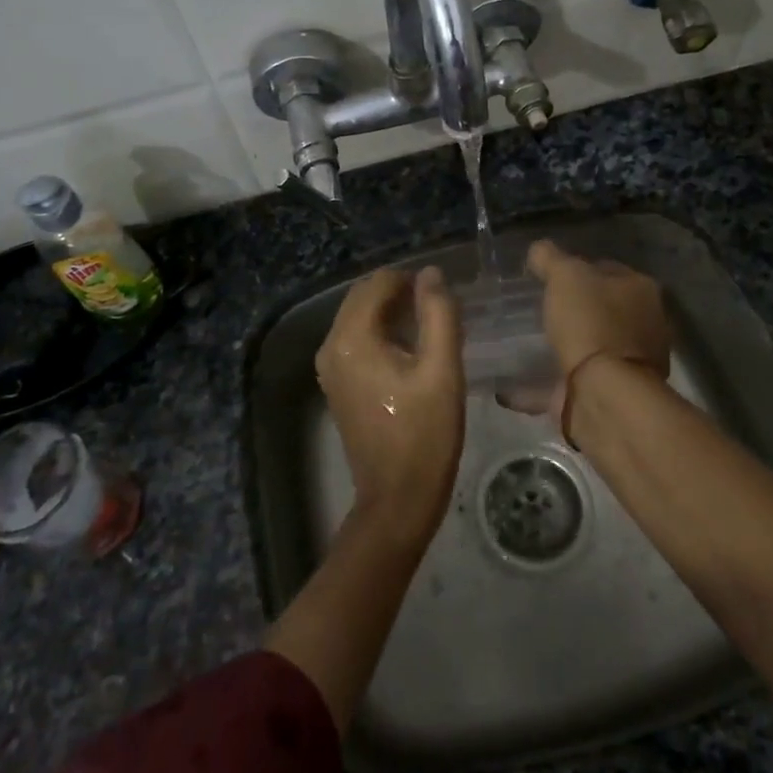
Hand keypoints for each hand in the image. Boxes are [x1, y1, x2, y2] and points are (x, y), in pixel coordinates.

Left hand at [315, 267, 465, 542]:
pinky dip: (381, 333)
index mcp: (351, 338)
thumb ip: (439, 314)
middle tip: (439, 307)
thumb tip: (431, 274)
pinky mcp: (337, 384)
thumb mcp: (442, 369)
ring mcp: (329, 367)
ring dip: (391, 312)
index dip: (411, 279)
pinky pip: (356, 340)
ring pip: (359, 318)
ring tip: (430, 325)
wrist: (397, 498)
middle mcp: (331, 346)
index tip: (442, 294)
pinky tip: (410, 349)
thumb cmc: (425, 433)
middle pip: (363, 297)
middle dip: (400, 292)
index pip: (378, 283)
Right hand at [499, 241, 671, 420]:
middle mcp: (645, 324)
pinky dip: (546, 382)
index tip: (549, 276)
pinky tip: (515, 384)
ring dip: (566, 346)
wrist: (604, 392)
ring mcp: (630, 362)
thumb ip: (550, 258)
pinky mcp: (611, 394)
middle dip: (575, 309)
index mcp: (641, 290)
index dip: (578, 269)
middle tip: (539, 307)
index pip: (607, 269)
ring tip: (528, 344)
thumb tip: (539, 249)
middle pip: (603, 308)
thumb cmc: (591, 322)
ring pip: (592, 345)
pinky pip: (571, 382)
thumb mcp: (565, 275)